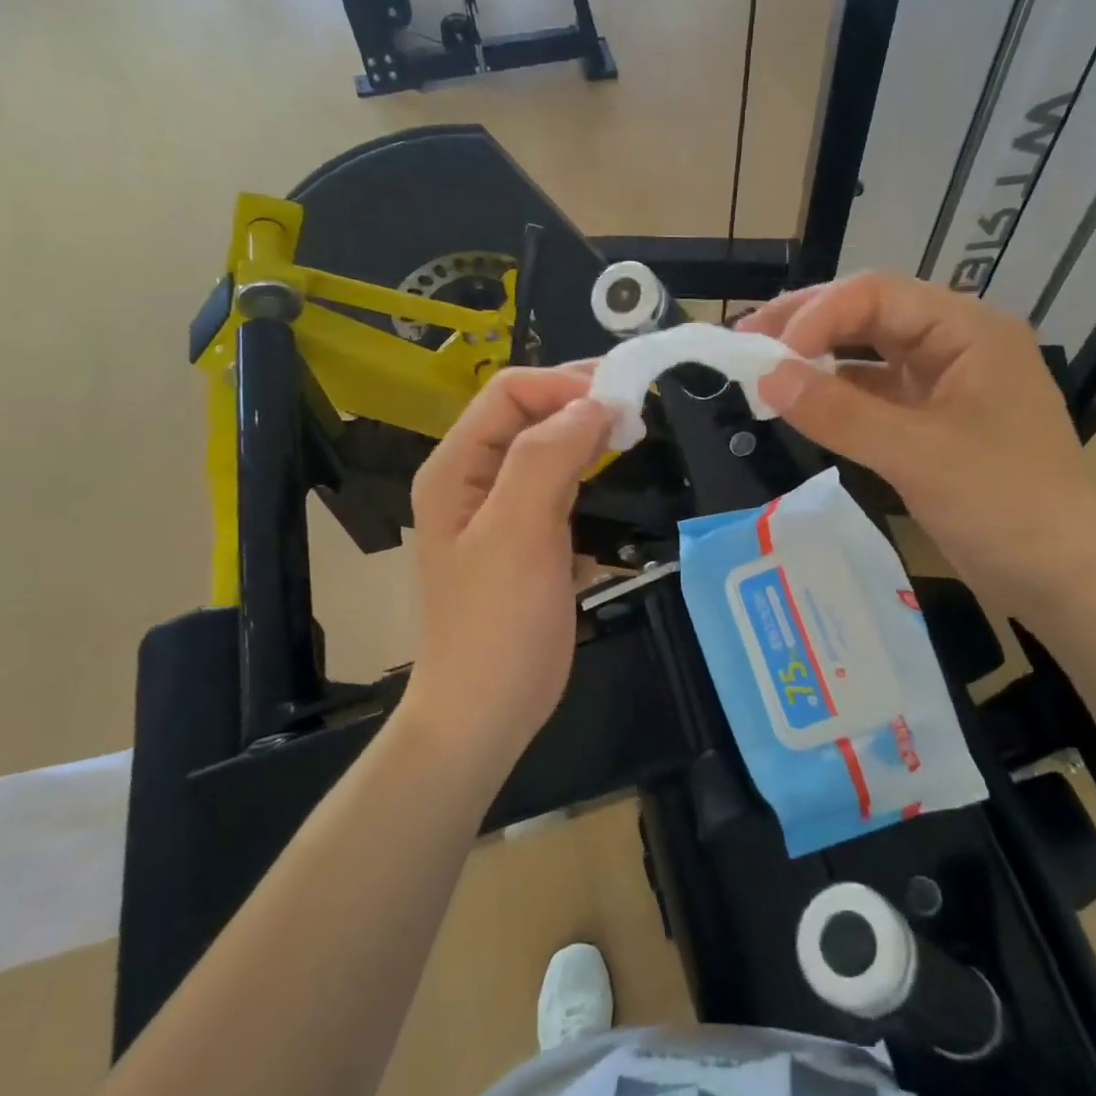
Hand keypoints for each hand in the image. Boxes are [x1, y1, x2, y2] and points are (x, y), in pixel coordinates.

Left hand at [403, 367, 611, 763]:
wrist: (486, 711)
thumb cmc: (498, 623)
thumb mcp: (517, 532)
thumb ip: (547, 456)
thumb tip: (594, 404)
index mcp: (456, 468)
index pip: (510, 392)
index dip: (564, 384)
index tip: (622, 402)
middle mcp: (475, 481)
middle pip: (530, 416)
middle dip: (581, 406)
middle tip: (638, 415)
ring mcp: (503, 514)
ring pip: (550, 453)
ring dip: (591, 442)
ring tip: (635, 443)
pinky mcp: (530, 543)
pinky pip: (562, 493)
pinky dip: (591, 482)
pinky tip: (618, 493)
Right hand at [741, 273, 1095, 620]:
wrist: (1061, 577)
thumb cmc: (1004, 505)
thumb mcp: (917, 455)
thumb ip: (840, 413)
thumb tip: (765, 379)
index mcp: (969, 331)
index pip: (878, 295)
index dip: (817, 315)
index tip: (767, 355)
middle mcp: (957, 346)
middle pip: (871, 315)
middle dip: (808, 326)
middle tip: (746, 342)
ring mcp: (945, 386)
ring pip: (870, 355)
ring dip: (818, 359)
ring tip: (762, 368)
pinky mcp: (932, 425)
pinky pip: (875, 396)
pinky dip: (837, 397)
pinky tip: (802, 403)